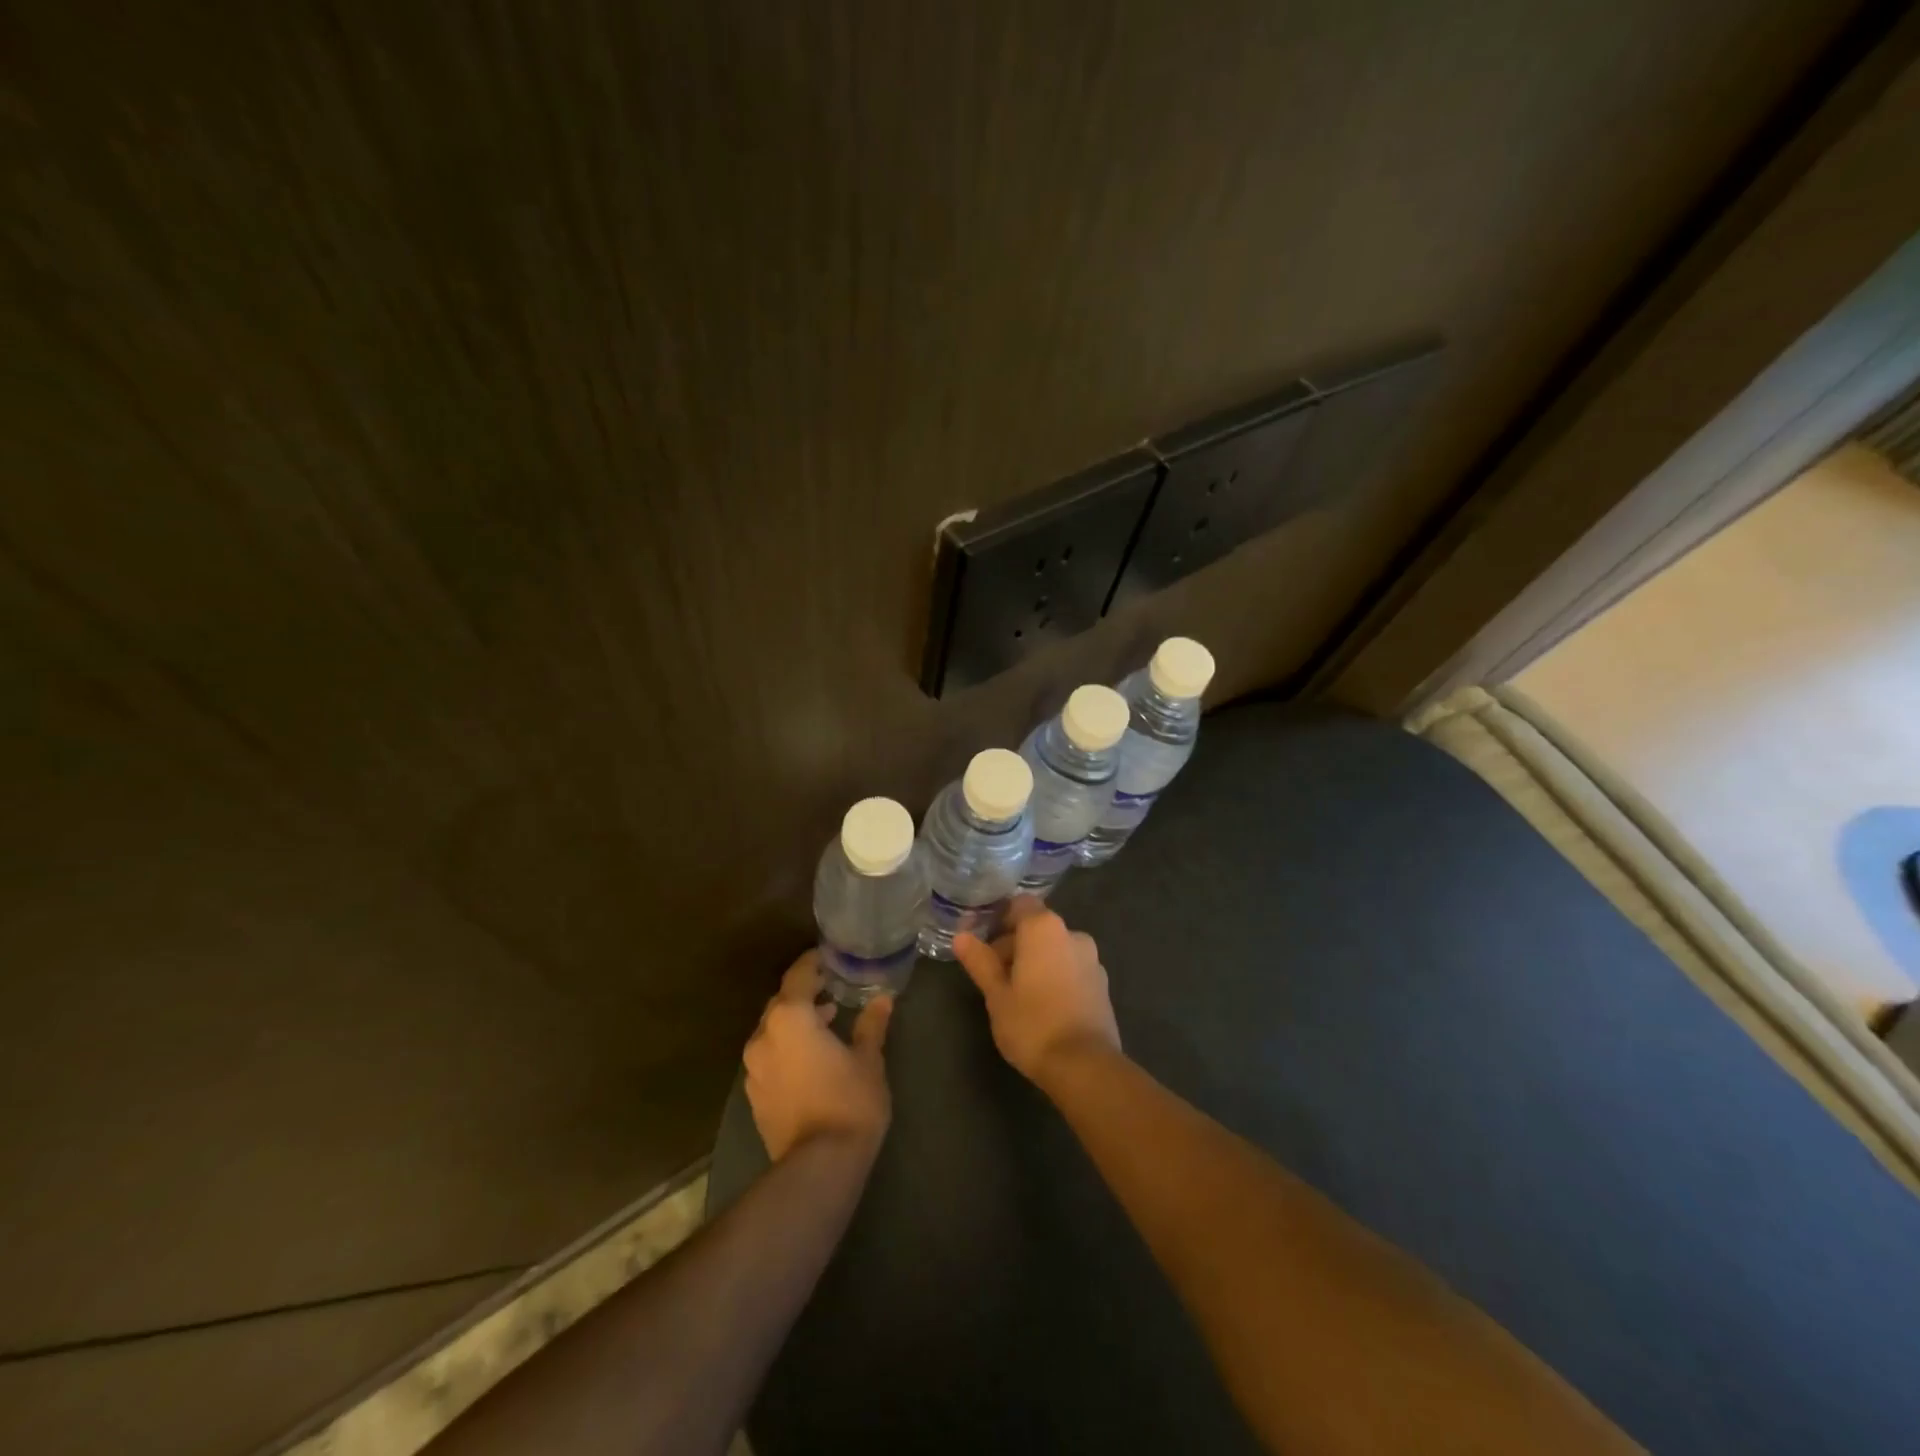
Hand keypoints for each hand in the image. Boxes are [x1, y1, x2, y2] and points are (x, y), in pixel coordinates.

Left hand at [743, 951, 893, 1162]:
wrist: (819, 1166)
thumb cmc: (849, 1101)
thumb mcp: (869, 1059)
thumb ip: (871, 1024)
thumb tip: (883, 998)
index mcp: (790, 1018)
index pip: (798, 975)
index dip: (813, 963)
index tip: (829, 957)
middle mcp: (764, 1037)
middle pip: (781, 1003)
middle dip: (805, 994)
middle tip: (832, 990)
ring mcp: (754, 1068)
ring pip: (773, 1031)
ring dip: (796, 1023)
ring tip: (826, 1024)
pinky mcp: (754, 1095)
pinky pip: (770, 1056)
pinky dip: (787, 1048)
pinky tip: (811, 1059)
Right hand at [953, 897, 1120, 1087]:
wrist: (1085, 1066)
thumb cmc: (1032, 1024)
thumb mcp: (996, 994)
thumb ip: (980, 961)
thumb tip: (961, 936)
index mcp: (1044, 928)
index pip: (1020, 904)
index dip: (1000, 919)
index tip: (983, 942)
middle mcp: (1072, 934)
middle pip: (1037, 927)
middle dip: (1014, 944)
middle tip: (993, 975)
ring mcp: (1092, 959)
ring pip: (1055, 949)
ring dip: (1035, 961)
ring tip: (1016, 994)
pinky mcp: (1102, 984)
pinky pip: (1071, 968)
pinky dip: (1055, 976)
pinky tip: (1043, 1006)